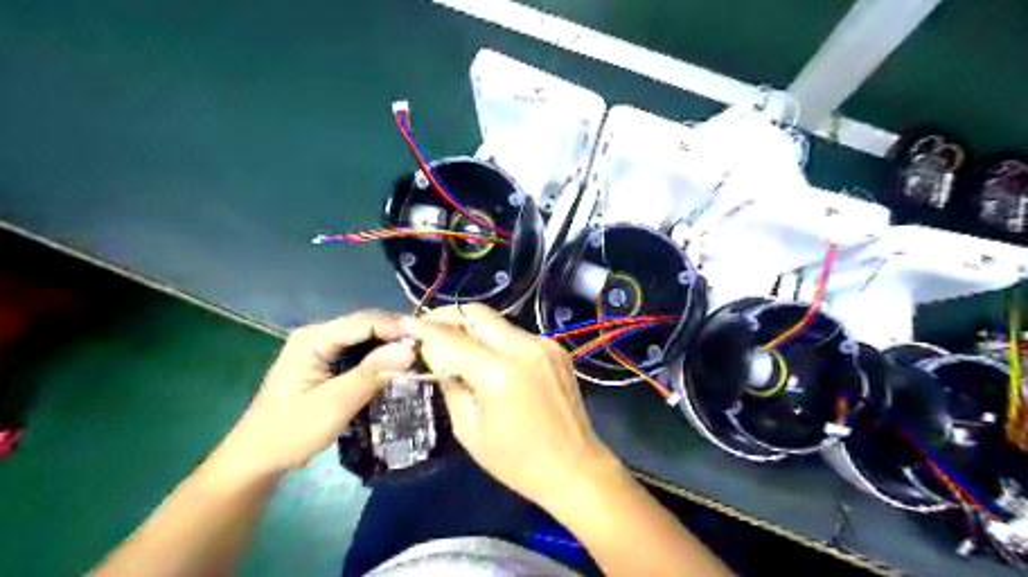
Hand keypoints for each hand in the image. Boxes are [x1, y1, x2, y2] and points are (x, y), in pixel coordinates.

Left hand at [209, 310, 414, 477]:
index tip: (427, 342)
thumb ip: (371, 374)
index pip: (364, 321)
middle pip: (366, 325)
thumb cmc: (291, 432)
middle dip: (396, 336)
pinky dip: (379, 358)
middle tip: (427, 351)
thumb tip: (410, 350)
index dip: (396, 328)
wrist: (257, 458)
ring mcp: (321, 348)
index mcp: (313, 338)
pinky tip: (396, 368)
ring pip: (365, 338)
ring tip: (418, 358)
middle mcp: (318, 335)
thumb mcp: (335, 404)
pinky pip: (360, 352)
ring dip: (390, 347)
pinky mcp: (326, 362)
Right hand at [399, 303, 621, 507]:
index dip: (425, 328)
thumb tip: (439, 359)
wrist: (574, 467)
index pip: (452, 338)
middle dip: (448, 315)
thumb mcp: (469, 430)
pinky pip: (517, 335)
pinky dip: (497, 340)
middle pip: (478, 314)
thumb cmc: (517, 461)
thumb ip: (451, 386)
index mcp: (499, 373)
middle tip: (429, 327)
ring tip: (456, 344)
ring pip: (498, 323)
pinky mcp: (557, 349)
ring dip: (473, 328)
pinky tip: (489, 357)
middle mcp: (524, 348)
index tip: (405, 321)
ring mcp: (545, 345)